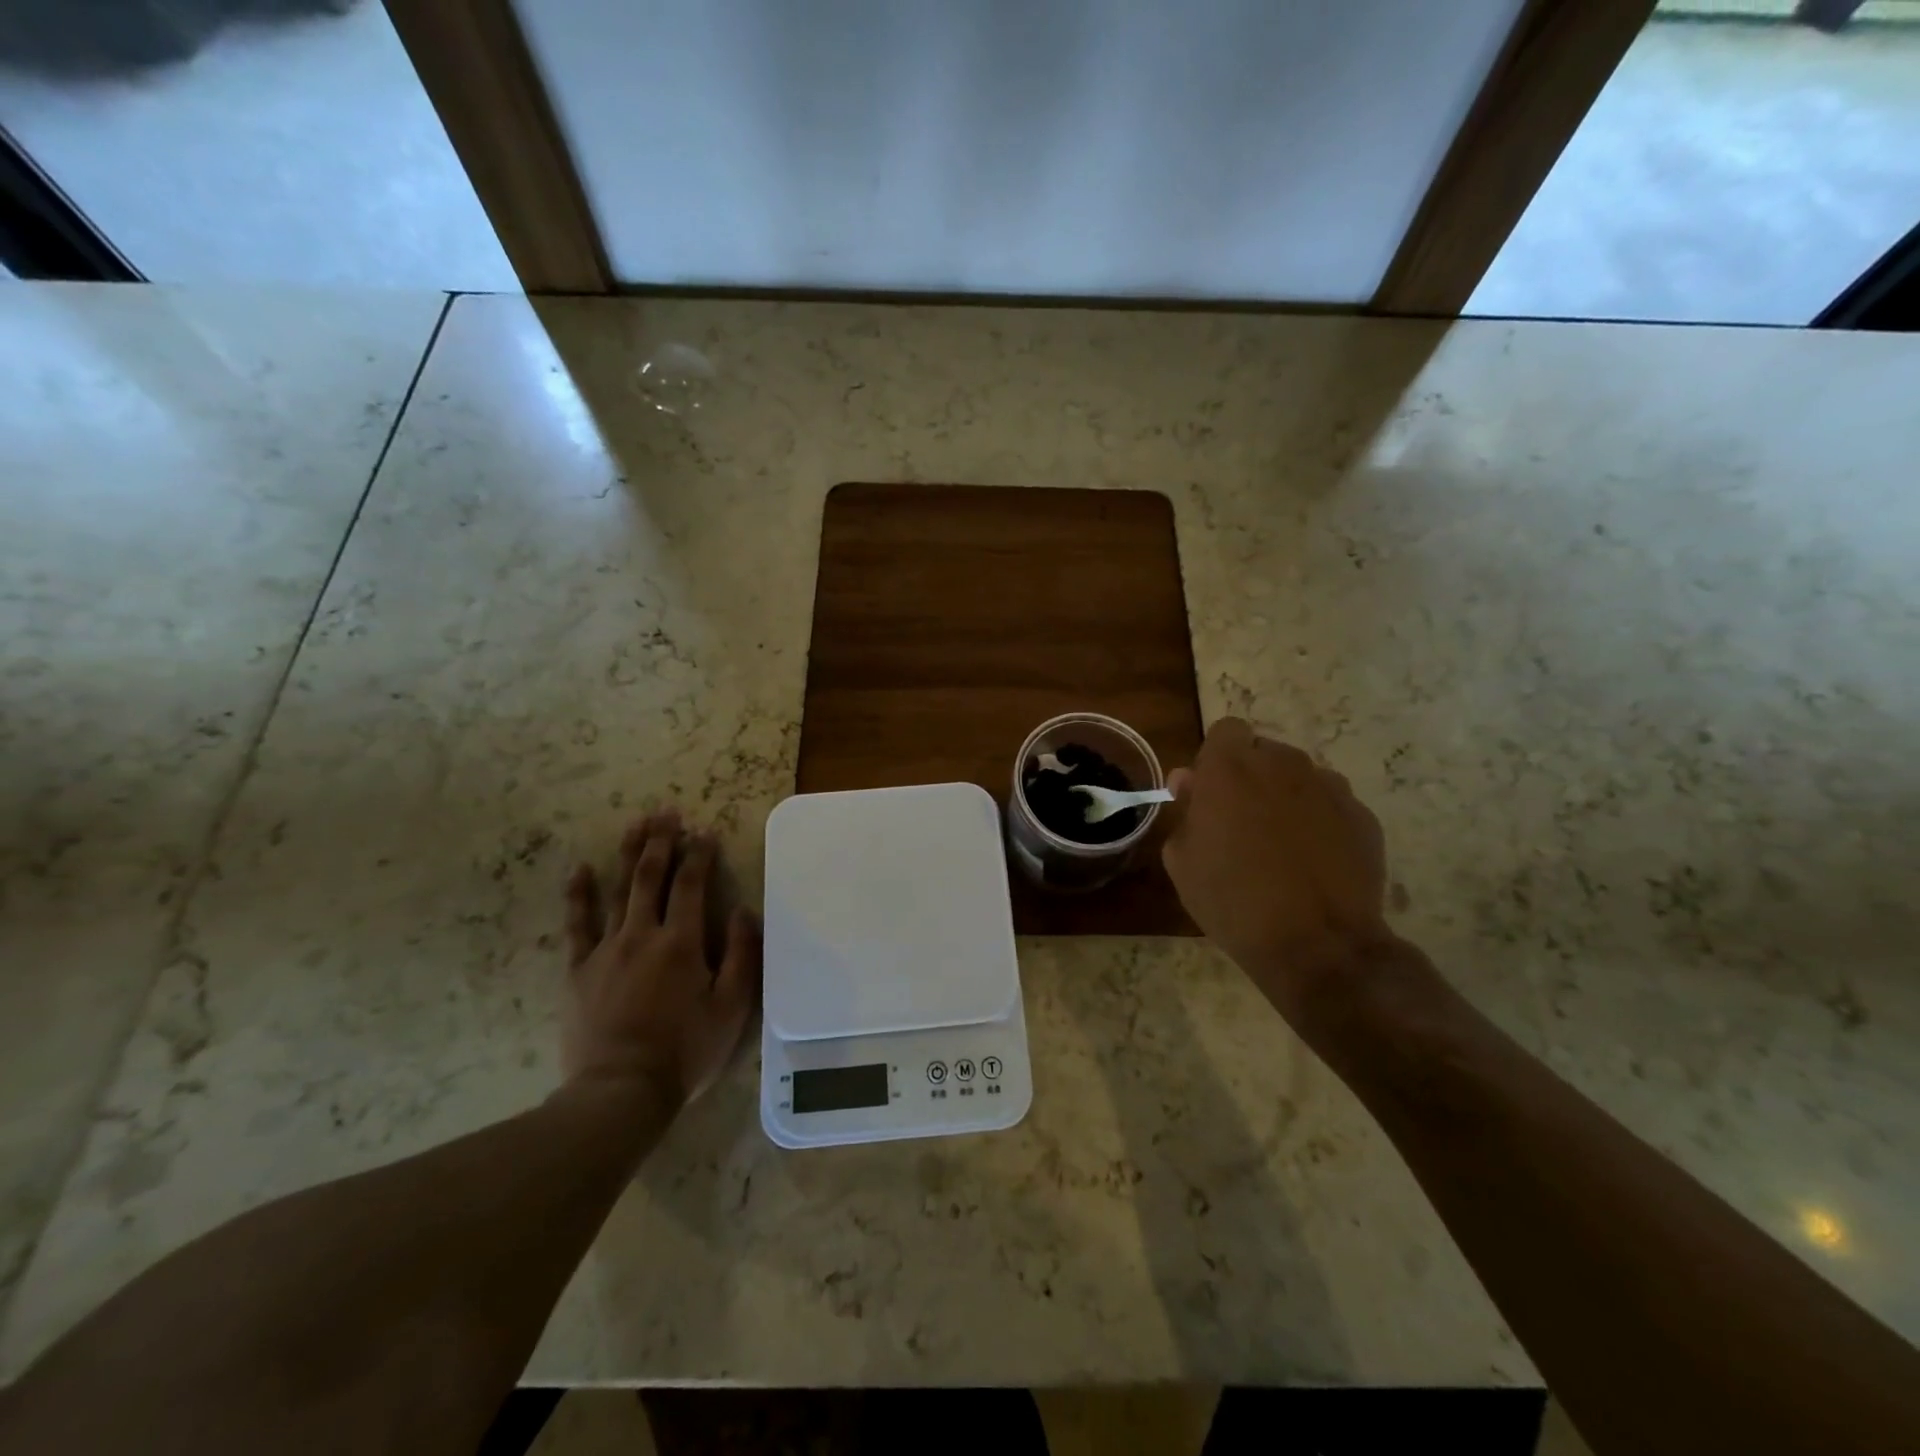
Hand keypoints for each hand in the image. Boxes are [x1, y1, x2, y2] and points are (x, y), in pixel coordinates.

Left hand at [561, 809, 761, 1107]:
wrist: (620, 1091)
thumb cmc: (685, 1050)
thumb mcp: (731, 1008)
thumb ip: (741, 956)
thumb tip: (743, 912)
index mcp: (682, 942)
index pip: (692, 885)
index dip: (700, 855)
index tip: (705, 831)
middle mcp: (642, 935)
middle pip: (651, 877)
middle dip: (661, 841)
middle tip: (666, 812)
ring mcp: (605, 950)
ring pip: (618, 891)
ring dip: (629, 854)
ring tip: (635, 824)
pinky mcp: (578, 970)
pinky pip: (577, 925)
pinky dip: (579, 895)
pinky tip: (581, 870)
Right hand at [1162, 718, 1393, 1020]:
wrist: (1316, 945)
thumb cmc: (1232, 900)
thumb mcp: (1182, 860)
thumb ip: (1185, 810)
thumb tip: (1190, 781)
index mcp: (1230, 768)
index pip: (1225, 730)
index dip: (1217, 758)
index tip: (1211, 793)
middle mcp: (1282, 764)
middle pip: (1264, 753)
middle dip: (1252, 777)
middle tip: (1242, 824)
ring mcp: (1329, 787)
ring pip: (1301, 777)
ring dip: (1288, 798)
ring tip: (1283, 847)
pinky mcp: (1363, 815)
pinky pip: (1332, 805)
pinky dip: (1322, 823)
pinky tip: (1315, 864)